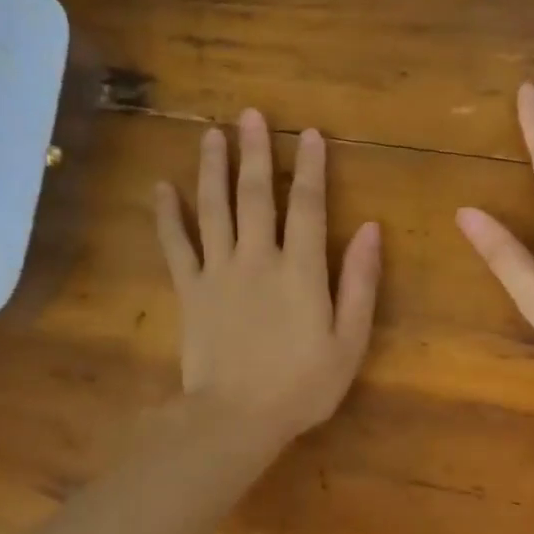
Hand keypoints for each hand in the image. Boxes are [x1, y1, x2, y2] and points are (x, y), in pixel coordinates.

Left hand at [155, 109, 381, 443]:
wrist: (235, 419)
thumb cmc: (302, 385)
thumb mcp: (349, 341)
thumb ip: (361, 283)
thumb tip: (372, 230)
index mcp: (301, 270)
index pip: (309, 206)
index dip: (311, 168)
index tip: (309, 134)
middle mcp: (258, 258)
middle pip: (256, 195)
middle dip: (255, 152)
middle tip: (249, 115)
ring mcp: (219, 271)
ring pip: (213, 208)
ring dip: (212, 169)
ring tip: (210, 135)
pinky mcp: (190, 290)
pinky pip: (176, 245)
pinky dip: (167, 215)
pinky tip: (161, 188)